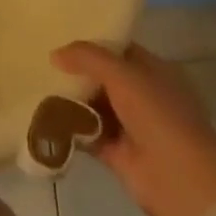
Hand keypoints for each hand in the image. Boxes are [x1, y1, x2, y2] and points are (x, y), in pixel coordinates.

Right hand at [52, 40, 215, 215]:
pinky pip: (86, 132)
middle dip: (76, 72)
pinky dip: (68, 127)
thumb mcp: (123, 75)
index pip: (121, 51)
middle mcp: (145, 97)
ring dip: (70, 99)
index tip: (61, 36)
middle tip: (42, 62)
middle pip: (104, 78)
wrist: (178, 179)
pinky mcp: (116, 152)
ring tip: (37, 86)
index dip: (94, 43)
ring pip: (94, 105)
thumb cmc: (157, 116)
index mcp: (156, 73)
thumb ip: (88, 57)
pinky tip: (44, 116)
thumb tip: (55, 54)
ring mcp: (131, 126)